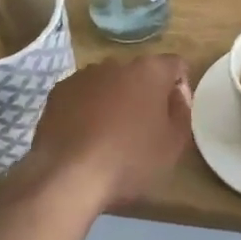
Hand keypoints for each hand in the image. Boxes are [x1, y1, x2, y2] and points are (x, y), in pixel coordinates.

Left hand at [16, 56, 192, 212]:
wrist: (69, 176)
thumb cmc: (130, 160)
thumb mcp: (173, 145)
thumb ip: (182, 112)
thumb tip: (177, 94)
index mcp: (149, 71)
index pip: (174, 65)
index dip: (179, 85)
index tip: (174, 113)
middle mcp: (116, 63)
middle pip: (139, 73)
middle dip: (144, 93)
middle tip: (143, 128)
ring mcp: (83, 75)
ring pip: (108, 82)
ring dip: (114, 99)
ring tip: (110, 135)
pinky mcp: (58, 91)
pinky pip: (82, 95)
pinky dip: (86, 108)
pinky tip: (84, 136)